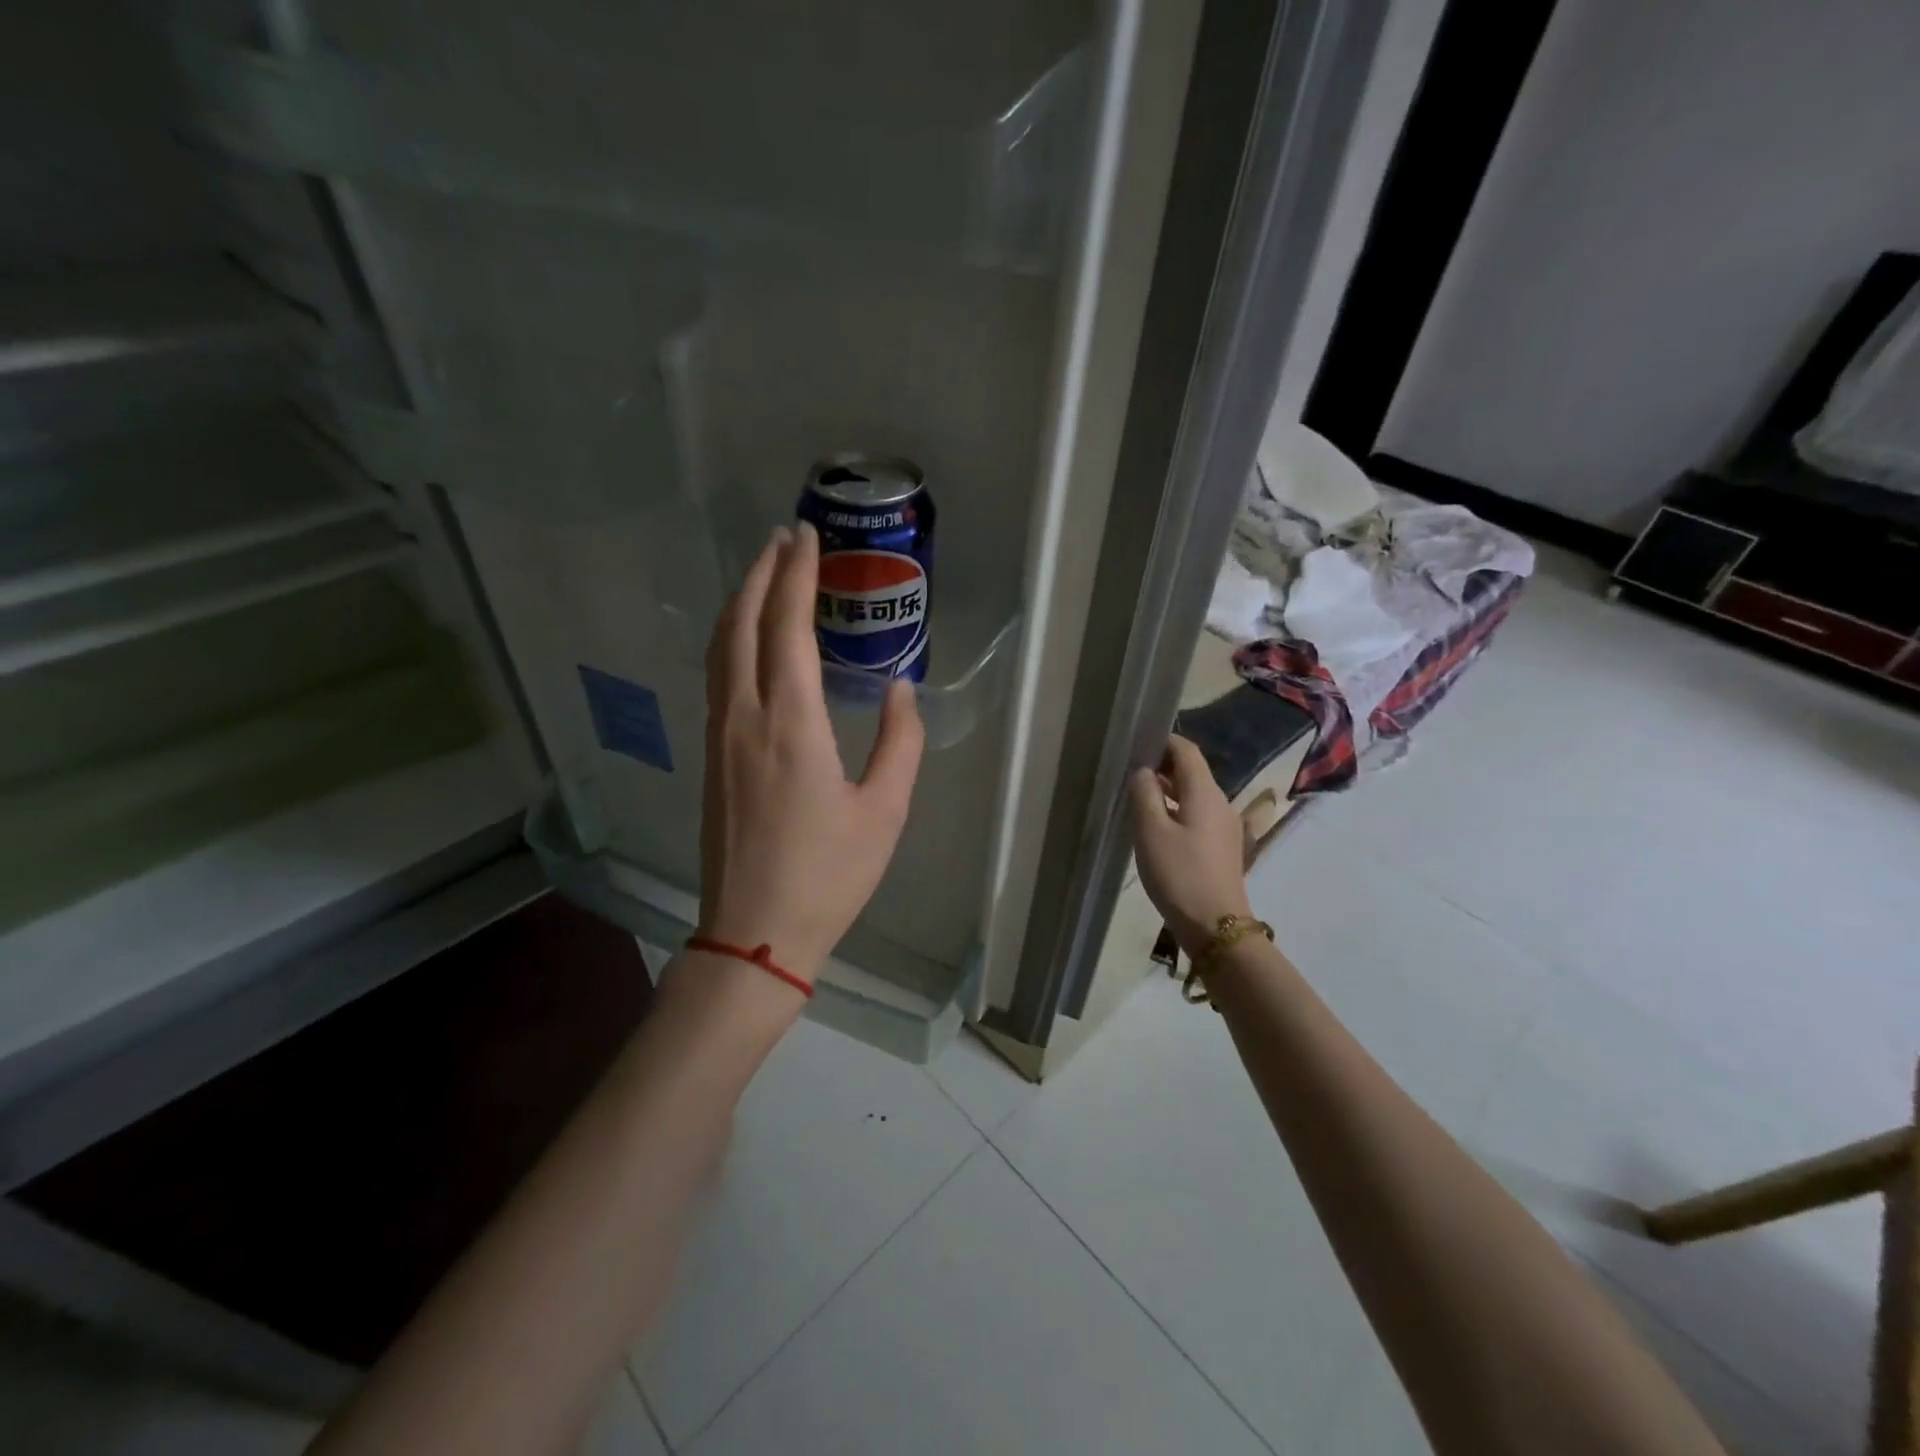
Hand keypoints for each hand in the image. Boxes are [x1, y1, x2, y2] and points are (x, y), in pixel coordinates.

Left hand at [698, 522, 924, 983]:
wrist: (754, 934)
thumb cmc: (828, 875)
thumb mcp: (885, 811)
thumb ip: (899, 742)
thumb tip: (902, 689)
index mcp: (790, 723)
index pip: (787, 626)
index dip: (797, 575)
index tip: (806, 536)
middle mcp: (744, 716)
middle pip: (742, 624)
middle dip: (761, 573)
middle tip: (783, 538)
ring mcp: (720, 736)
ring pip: (720, 648)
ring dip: (740, 602)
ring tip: (762, 574)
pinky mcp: (712, 757)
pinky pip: (717, 677)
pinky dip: (731, 639)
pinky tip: (746, 640)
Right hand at [1128, 735, 1252, 957]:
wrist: (1216, 925)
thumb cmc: (1179, 874)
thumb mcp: (1151, 831)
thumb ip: (1145, 794)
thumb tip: (1143, 771)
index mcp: (1206, 793)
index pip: (1187, 752)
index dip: (1164, 741)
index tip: (1137, 741)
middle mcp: (1220, 803)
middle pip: (1193, 772)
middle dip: (1164, 765)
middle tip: (1131, 768)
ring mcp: (1224, 827)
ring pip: (1194, 795)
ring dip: (1169, 789)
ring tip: (1138, 794)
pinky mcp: (1222, 847)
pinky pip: (1198, 815)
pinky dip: (1177, 809)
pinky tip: (1156, 824)